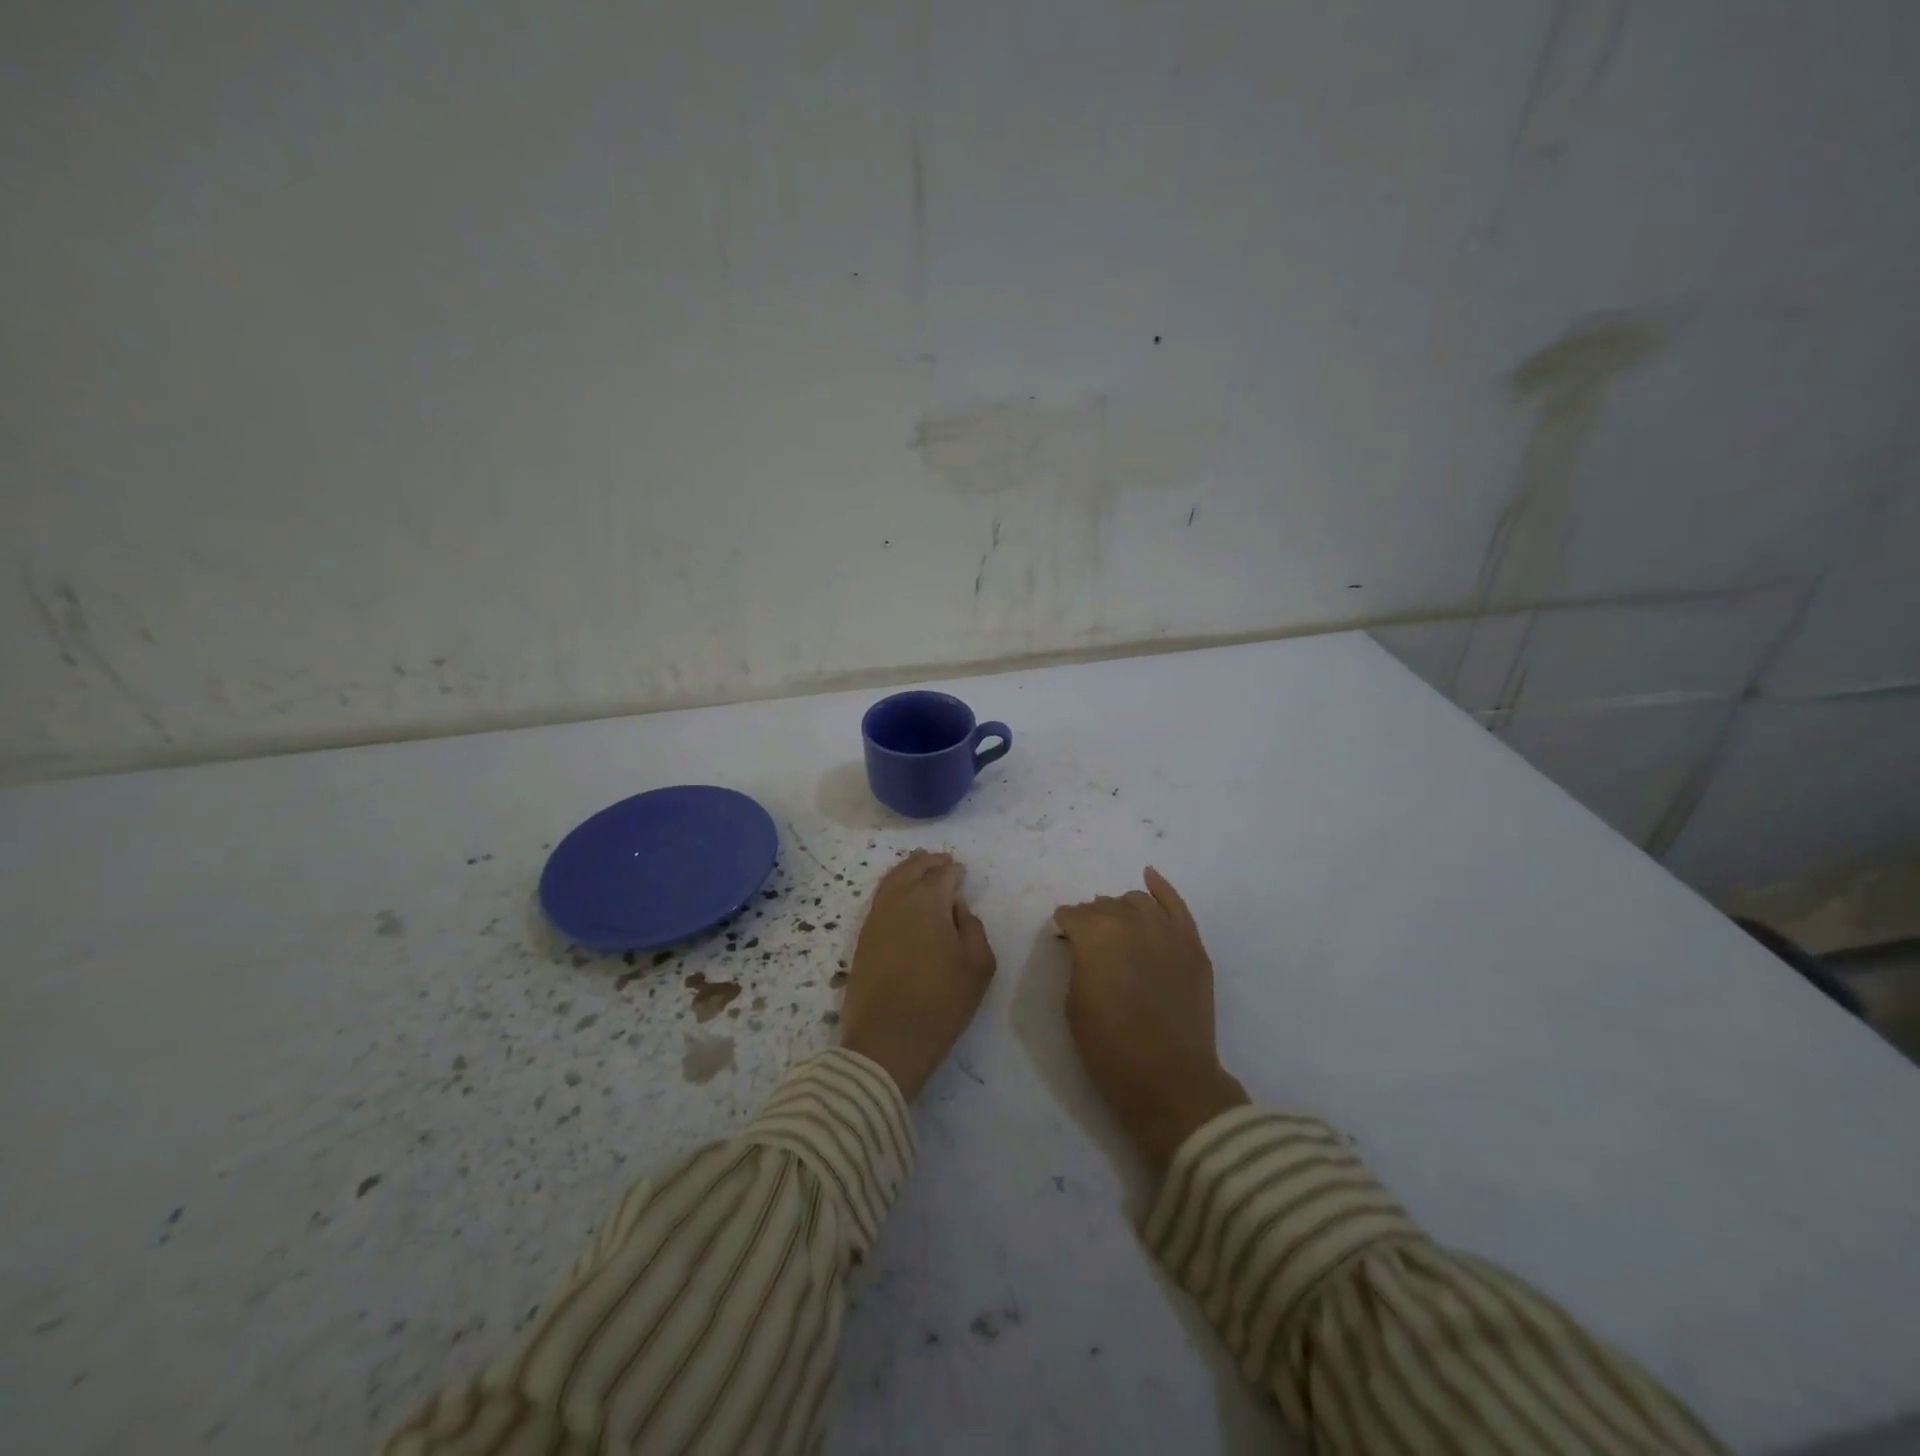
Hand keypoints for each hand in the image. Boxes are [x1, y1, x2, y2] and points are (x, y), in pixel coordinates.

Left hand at [840, 850, 995, 1099]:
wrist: (887, 1040)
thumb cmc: (941, 1003)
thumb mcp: (978, 967)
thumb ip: (973, 927)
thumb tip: (957, 908)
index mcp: (928, 901)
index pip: (943, 874)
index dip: (954, 871)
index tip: (962, 872)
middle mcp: (897, 901)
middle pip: (912, 870)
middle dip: (929, 863)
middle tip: (942, 860)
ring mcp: (875, 918)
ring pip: (891, 881)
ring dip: (907, 871)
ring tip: (918, 867)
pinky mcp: (862, 938)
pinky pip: (879, 900)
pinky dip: (891, 889)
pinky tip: (899, 896)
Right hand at [1055, 868, 1248, 1170]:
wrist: (1169, 1080)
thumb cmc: (1110, 1047)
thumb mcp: (1074, 1002)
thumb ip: (1077, 962)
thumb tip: (1082, 945)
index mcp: (1095, 935)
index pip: (1072, 915)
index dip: (1065, 928)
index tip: (1063, 941)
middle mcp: (1130, 921)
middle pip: (1104, 906)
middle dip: (1092, 919)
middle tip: (1090, 944)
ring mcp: (1166, 930)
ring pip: (1136, 901)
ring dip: (1121, 910)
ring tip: (1118, 929)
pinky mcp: (1192, 944)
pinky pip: (1175, 904)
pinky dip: (1161, 888)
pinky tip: (1150, 878)